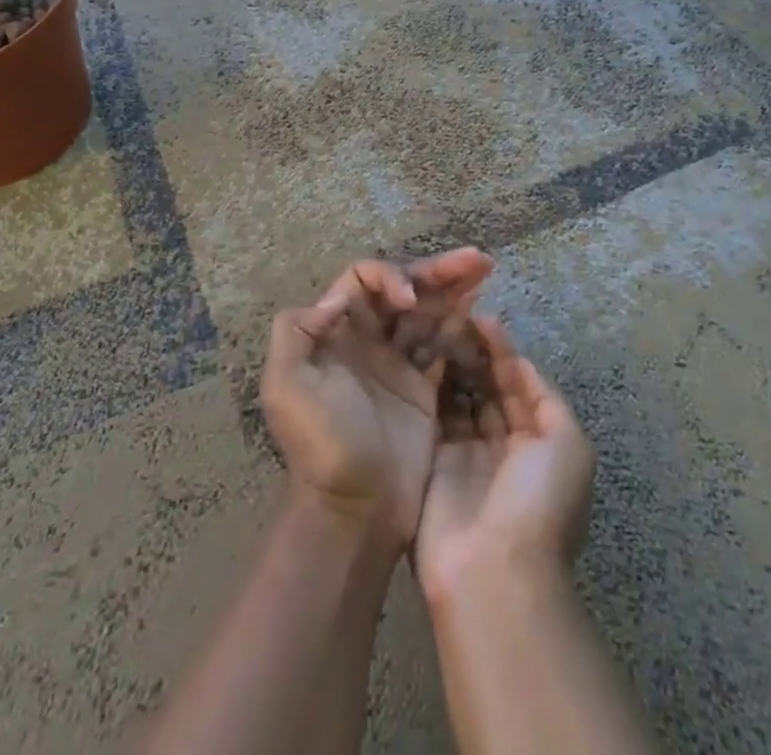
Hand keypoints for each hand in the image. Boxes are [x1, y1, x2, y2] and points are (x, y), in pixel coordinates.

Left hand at [262, 249, 492, 546]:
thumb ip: (295, 331)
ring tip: (485, 269)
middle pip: (405, 289)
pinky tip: (480, 311)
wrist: (354, 510)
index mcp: (337, 331)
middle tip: (476, 259)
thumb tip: (334, 300)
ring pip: (429, 312)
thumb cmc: (321, 444)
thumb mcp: (285, 386)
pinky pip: (444, 345)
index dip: (390, 278)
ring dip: (455, 289)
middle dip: (437, 271)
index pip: (366, 281)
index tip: (410, 301)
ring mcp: (398, 364)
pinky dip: (462, 325)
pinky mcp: (424, 389)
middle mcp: (369, 339)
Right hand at [415, 318, 595, 605]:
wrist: (493, 574)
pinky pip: (433, 414)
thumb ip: (544, 397)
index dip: (502, 350)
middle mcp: (502, 443)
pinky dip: (428, 385)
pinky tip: (418, 355)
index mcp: (538, 441)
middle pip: (487, 385)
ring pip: (458, 394)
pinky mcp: (433, 460)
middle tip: (449, 316)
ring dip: (450, 363)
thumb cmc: (539, 502)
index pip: (518, 383)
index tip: (479, 316)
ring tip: (432, 326)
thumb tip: (518, 361)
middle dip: (473, 352)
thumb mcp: (567, 444)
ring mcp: (465, 452)